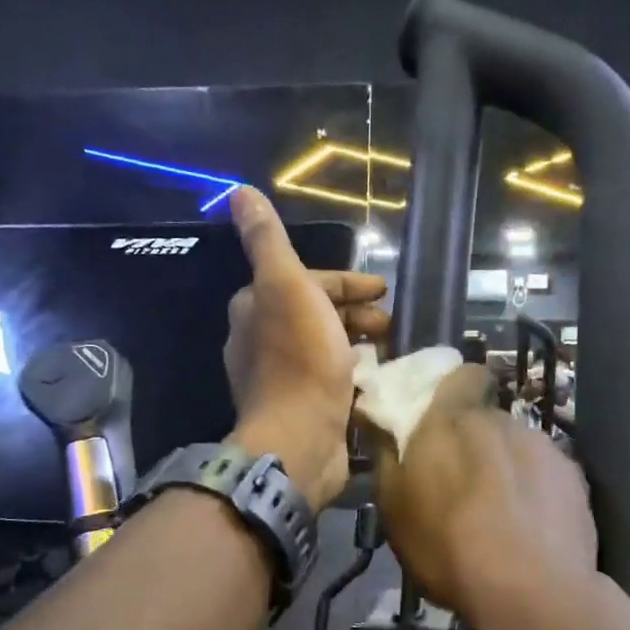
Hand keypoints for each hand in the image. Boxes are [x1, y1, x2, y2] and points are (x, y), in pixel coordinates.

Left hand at [224, 188, 388, 510]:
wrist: (300, 438)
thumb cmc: (300, 360)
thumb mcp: (286, 286)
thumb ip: (267, 241)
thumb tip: (237, 192)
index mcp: (256, 308)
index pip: (306, 281)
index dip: (347, 282)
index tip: (383, 289)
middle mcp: (262, 340)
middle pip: (316, 313)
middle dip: (356, 312)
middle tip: (391, 322)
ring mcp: (281, 378)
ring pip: (326, 346)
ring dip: (359, 341)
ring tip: (391, 349)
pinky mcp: (300, 408)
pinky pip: (331, 377)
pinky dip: (354, 370)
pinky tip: (375, 377)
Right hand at [373, 365, 597, 629]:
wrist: (533, 593)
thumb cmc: (448, 548)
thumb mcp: (395, 509)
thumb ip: (387, 454)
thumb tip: (378, 416)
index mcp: (454, 420)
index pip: (462, 374)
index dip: (454, 391)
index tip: (441, 423)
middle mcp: (502, 421)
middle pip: (487, 419)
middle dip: (475, 442)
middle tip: (463, 484)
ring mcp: (544, 447)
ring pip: (517, 447)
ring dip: (506, 467)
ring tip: (501, 514)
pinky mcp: (575, 477)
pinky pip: (546, 472)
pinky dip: (536, 489)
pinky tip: (531, 527)